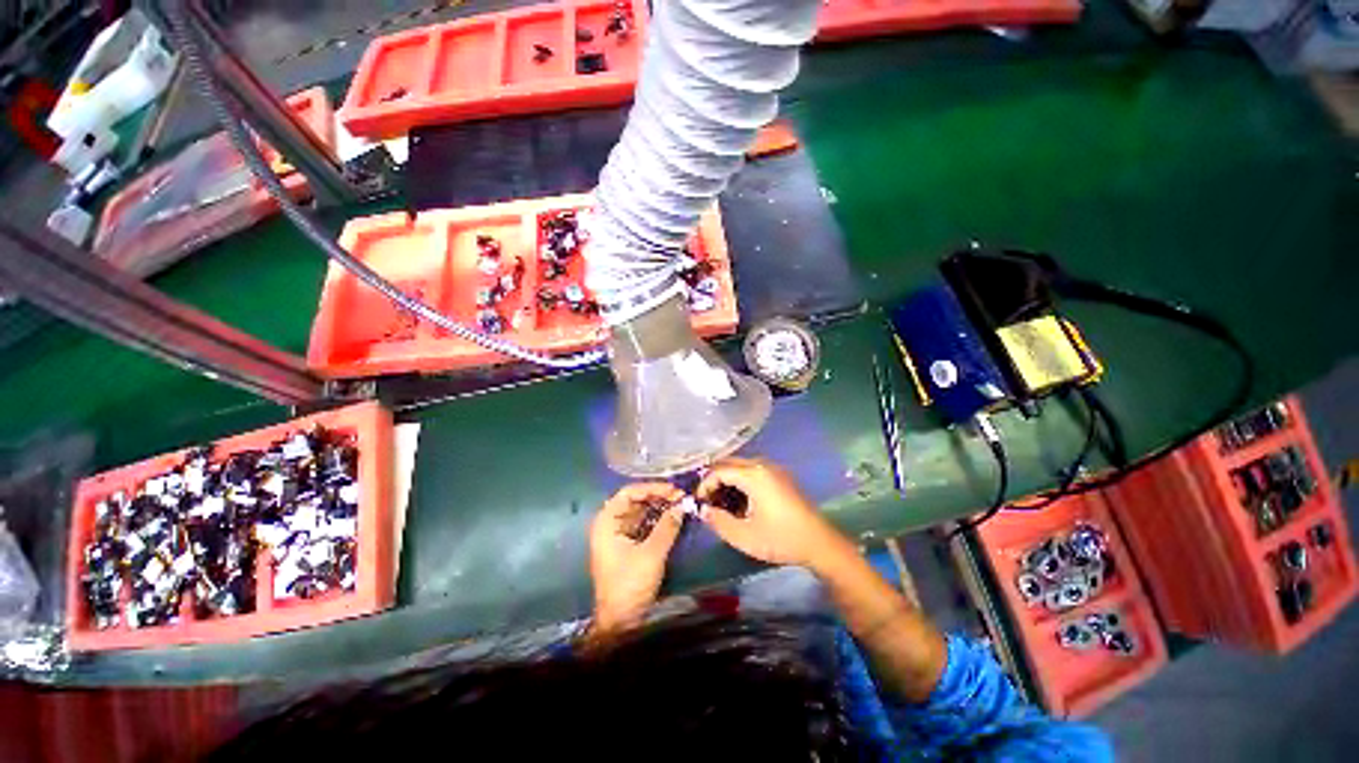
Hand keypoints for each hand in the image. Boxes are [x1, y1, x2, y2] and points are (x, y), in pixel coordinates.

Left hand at [589, 482, 685, 634]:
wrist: (620, 621)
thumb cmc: (629, 584)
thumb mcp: (651, 554)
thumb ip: (667, 527)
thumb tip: (682, 505)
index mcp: (607, 522)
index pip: (628, 493)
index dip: (651, 488)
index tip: (673, 490)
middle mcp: (610, 524)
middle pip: (635, 501)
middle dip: (658, 497)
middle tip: (681, 497)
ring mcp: (617, 535)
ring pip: (640, 512)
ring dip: (659, 507)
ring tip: (680, 505)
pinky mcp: (626, 545)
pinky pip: (642, 524)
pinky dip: (656, 520)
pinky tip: (672, 518)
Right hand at [697, 457, 846, 568]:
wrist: (820, 544)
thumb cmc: (780, 539)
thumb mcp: (744, 536)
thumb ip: (718, 521)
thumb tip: (703, 510)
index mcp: (753, 475)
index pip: (719, 471)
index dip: (704, 485)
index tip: (698, 503)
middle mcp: (763, 465)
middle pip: (729, 464)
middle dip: (715, 480)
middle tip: (708, 501)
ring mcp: (774, 469)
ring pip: (741, 467)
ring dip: (728, 481)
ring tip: (722, 504)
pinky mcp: (781, 477)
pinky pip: (753, 472)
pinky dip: (741, 482)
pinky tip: (741, 503)